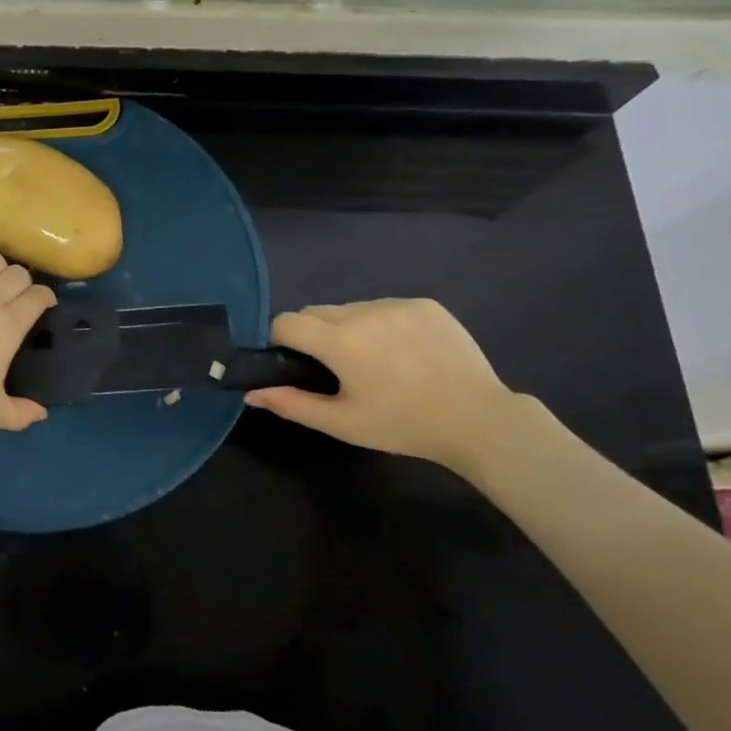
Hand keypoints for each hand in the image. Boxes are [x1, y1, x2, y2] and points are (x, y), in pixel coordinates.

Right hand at [243, 299, 520, 468]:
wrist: (479, 420)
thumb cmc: (403, 425)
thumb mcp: (343, 423)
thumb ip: (292, 404)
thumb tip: (251, 393)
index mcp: (339, 341)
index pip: (287, 322)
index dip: (282, 341)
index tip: (297, 364)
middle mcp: (363, 312)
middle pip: (317, 312)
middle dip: (316, 335)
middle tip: (339, 369)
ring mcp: (396, 304)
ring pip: (351, 308)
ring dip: (350, 328)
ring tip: (378, 362)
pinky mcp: (425, 304)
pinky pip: (386, 307)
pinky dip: (384, 325)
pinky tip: (407, 353)